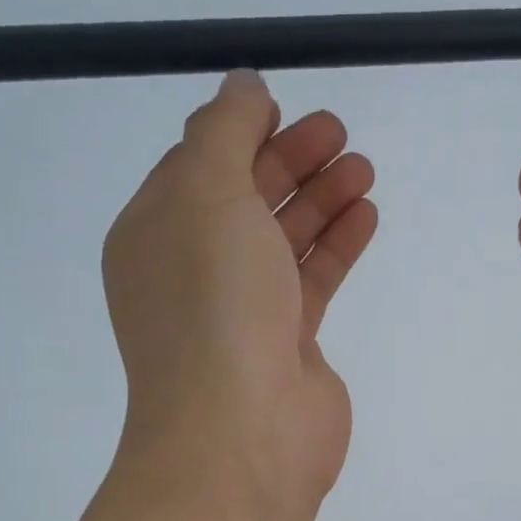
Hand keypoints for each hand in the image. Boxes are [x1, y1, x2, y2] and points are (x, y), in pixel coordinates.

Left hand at [103, 70, 378, 509]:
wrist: (242, 433)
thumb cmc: (214, 305)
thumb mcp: (205, 195)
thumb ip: (223, 132)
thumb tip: (242, 87)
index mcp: (154, 236)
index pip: (195, 167)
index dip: (240, 133)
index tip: (286, 107)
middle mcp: (192, 272)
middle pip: (244, 200)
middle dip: (289, 161)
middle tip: (339, 132)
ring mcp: (240, 312)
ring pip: (282, 240)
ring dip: (320, 199)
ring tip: (362, 168)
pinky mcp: (286, 344)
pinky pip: (311, 280)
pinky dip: (336, 244)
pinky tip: (366, 214)